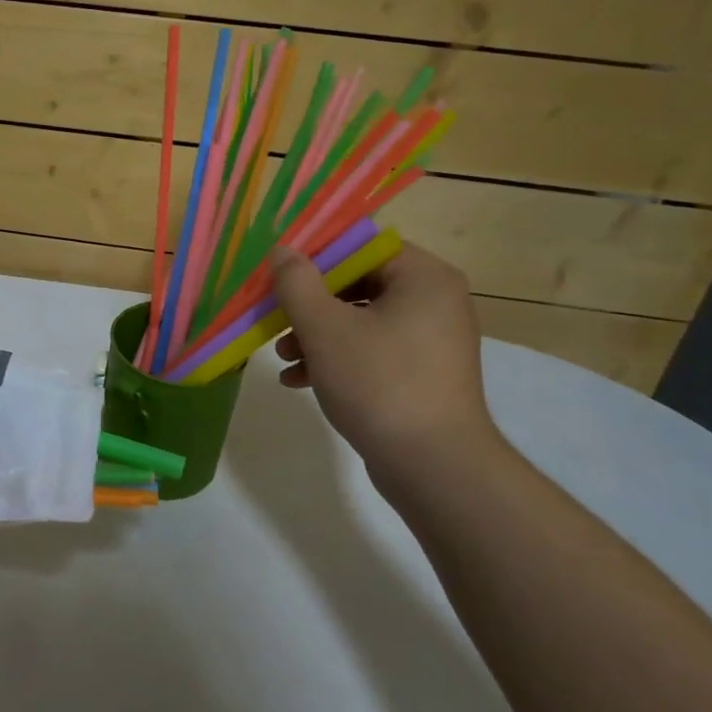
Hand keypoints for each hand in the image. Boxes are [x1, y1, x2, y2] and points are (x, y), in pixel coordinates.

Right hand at [269, 241, 496, 471]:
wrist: (432, 464)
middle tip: (276, 320)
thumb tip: (281, 250)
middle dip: (311, 305)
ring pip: (361, 322)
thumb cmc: (378, 382)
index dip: (317, 258)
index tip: (281, 277)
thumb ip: (297, 283)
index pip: (363, 247)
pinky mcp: (422, 375)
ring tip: (283, 358)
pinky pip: (373, 352)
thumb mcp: (324, 328)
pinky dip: (337, 360)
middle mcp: (436, 301)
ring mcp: (432, 341)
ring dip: (316, 335)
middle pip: (359, 285)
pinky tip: (300, 381)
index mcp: (423, 277)